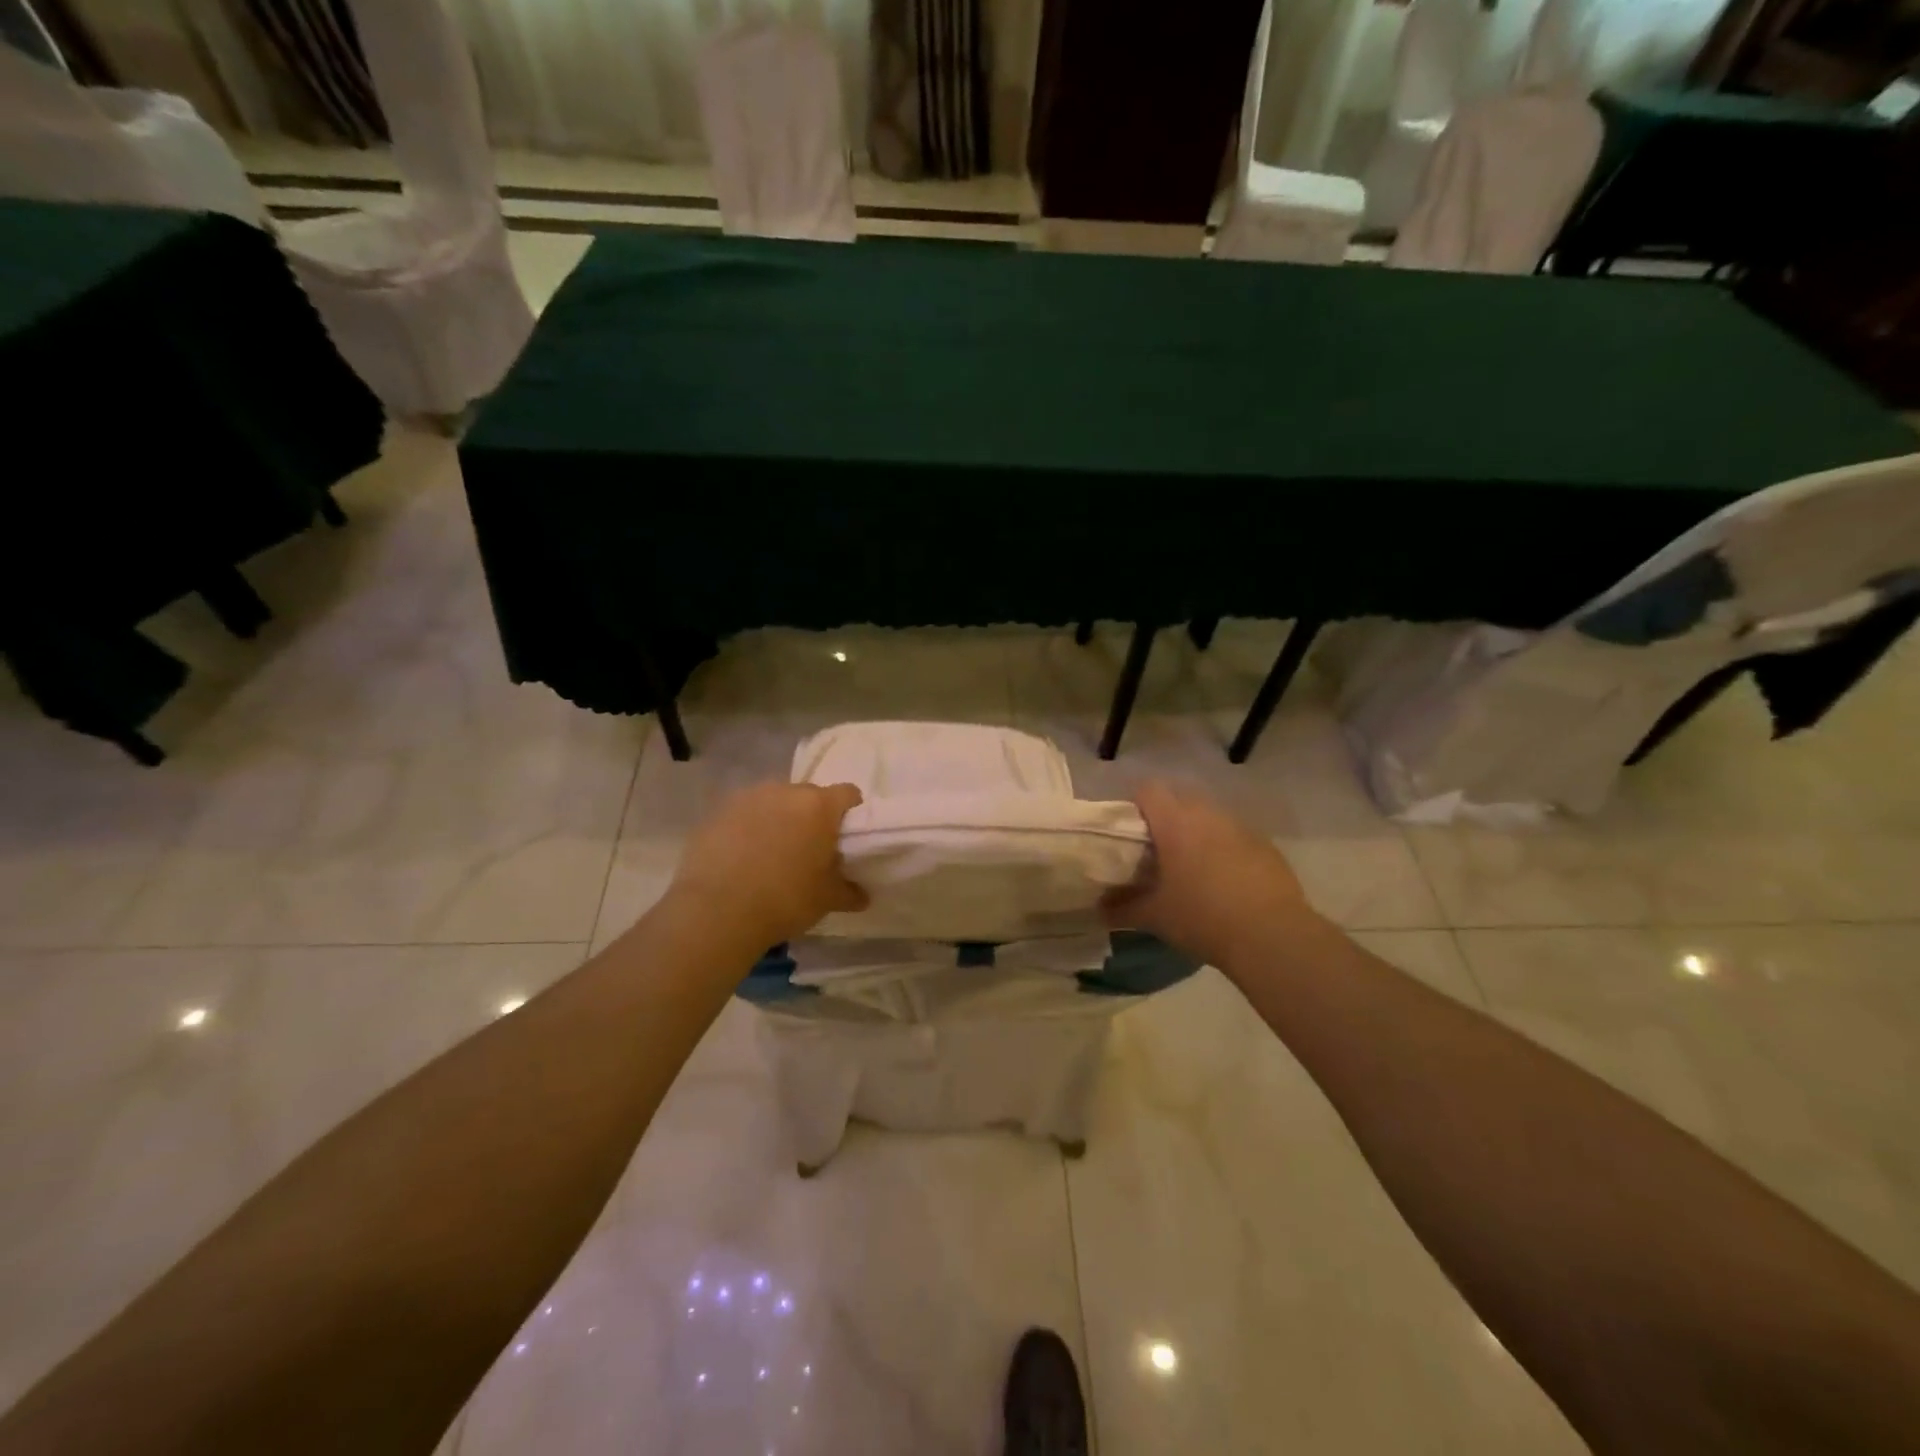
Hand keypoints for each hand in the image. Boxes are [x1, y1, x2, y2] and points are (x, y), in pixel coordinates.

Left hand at [668, 782, 868, 947]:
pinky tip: (742, 859)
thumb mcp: (826, 900)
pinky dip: (748, 829)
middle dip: (813, 817)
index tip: (846, 837)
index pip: (848, 794)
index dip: (851, 813)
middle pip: (809, 796)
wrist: (716, 911)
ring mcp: (748, 798)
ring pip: (774, 803)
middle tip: (810, 849)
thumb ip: (849, 891)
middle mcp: (785, 791)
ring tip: (771, 854)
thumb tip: (862, 895)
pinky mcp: (717, 812)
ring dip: (779, 820)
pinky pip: (744, 815)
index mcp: (819, 806)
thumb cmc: (785, 900)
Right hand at [1104, 781, 1318, 970]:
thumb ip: (1122, 908)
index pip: (1148, 789)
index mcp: (1175, 822)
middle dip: (1166, 818)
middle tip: (1156, 851)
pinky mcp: (1265, 845)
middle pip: (1179, 798)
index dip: (1135, 804)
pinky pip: (1235, 836)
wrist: (1272, 936)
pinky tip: (1224, 882)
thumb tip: (1098, 908)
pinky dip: (1224, 849)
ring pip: (1209, 817)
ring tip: (1191, 868)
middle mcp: (1207, 814)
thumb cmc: (1202, 917)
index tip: (1129, 832)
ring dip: (1197, 832)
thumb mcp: (1154, 916)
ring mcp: (1240, 827)